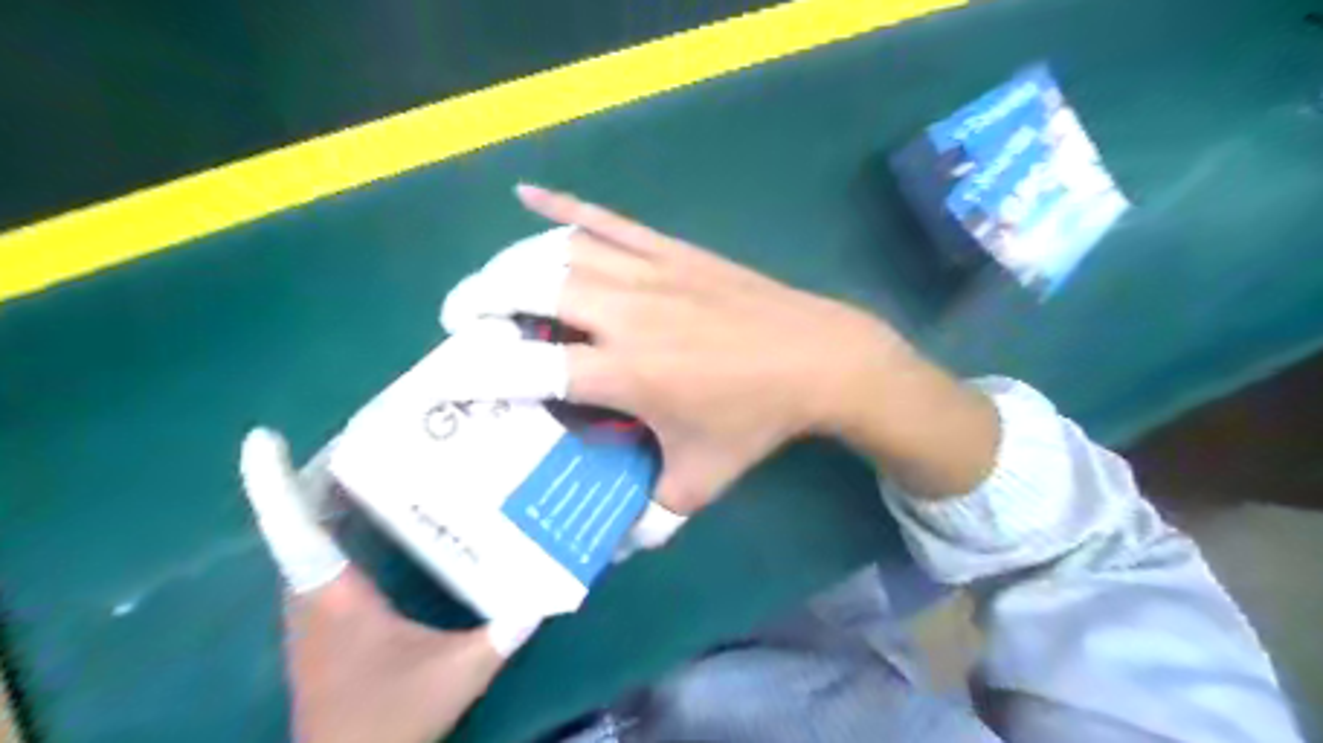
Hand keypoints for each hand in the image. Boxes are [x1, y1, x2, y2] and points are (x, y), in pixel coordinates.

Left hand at [237, 429, 531, 742]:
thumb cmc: (389, 720)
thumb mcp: (457, 675)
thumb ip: (502, 634)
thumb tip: (546, 596)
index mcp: (336, 599)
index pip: (297, 531)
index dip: (276, 485)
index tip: (264, 438)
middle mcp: (314, 600)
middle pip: (301, 526)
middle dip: (321, 480)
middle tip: (365, 441)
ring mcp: (312, 617)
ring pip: (310, 546)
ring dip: (327, 507)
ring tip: (372, 472)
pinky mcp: (322, 630)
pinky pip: (321, 566)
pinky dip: (337, 536)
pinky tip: (379, 531)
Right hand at [438, 186, 915, 515]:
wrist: (817, 358)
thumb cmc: (755, 421)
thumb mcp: (700, 483)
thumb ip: (650, 517)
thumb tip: (615, 548)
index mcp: (627, 373)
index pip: (532, 368)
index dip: (477, 371)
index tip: (444, 375)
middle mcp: (626, 315)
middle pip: (531, 288)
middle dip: (481, 298)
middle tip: (462, 318)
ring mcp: (648, 272)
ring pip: (560, 250)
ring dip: (512, 260)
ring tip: (493, 282)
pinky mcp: (671, 249)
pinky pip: (607, 219)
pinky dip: (562, 204)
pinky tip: (527, 193)